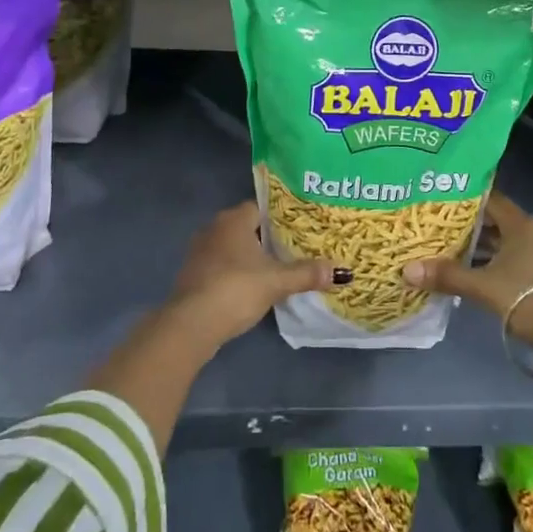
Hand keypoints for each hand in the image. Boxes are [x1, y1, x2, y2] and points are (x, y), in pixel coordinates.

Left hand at [165, 201, 338, 350]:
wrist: (191, 324)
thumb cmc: (236, 289)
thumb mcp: (276, 281)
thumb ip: (307, 274)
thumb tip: (341, 272)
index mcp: (234, 219)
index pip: (261, 207)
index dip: (281, 216)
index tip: (301, 227)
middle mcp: (214, 228)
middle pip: (247, 227)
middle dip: (268, 237)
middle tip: (295, 248)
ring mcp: (200, 251)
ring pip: (233, 247)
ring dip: (251, 256)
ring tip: (277, 268)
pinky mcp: (193, 274)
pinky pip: (221, 265)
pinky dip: (236, 272)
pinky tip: (252, 286)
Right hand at [401, 192, 532, 321]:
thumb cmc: (527, 296)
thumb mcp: (483, 286)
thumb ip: (447, 276)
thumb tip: (407, 270)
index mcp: (520, 224)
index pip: (489, 199)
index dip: (465, 197)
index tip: (439, 197)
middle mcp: (530, 234)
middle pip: (494, 222)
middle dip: (466, 224)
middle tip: (436, 224)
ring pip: (501, 244)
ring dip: (478, 247)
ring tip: (445, 248)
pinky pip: (508, 262)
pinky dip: (489, 264)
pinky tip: (468, 274)